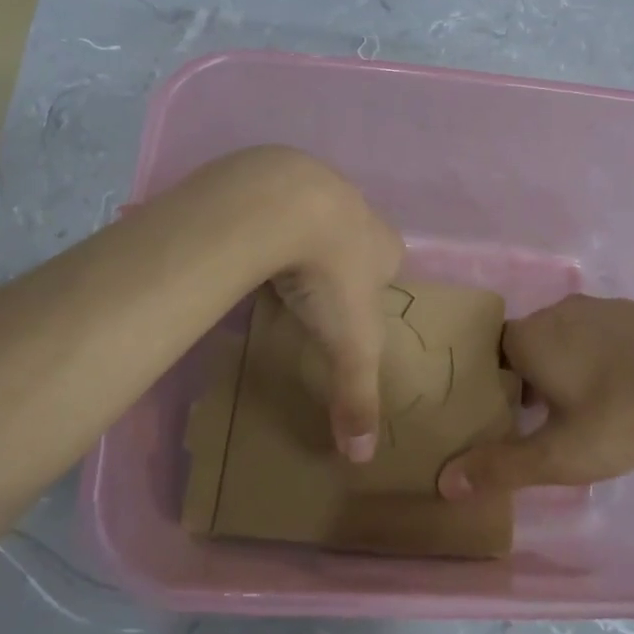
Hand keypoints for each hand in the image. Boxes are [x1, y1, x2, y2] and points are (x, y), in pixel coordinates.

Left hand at [255, 153, 404, 463]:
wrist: (281, 205)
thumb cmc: (330, 275)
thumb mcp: (351, 345)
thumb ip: (357, 396)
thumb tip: (361, 458)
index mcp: (383, 243)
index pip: (390, 261)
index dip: (375, 284)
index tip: (350, 308)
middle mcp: (356, 208)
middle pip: (352, 236)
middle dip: (337, 258)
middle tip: (311, 290)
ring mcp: (313, 184)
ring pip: (311, 215)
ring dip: (298, 236)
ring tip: (274, 267)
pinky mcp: (270, 176)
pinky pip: (269, 203)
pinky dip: (260, 221)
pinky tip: (243, 241)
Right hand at [437, 295, 633, 497]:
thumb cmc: (623, 412)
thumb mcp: (560, 455)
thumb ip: (501, 468)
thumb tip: (445, 483)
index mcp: (528, 337)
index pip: (487, 354)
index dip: (487, 387)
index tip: (496, 420)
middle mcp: (557, 312)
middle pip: (524, 346)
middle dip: (523, 382)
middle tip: (534, 424)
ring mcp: (600, 307)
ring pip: (563, 340)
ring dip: (562, 371)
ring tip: (578, 413)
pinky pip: (599, 336)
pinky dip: (597, 360)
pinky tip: (620, 392)